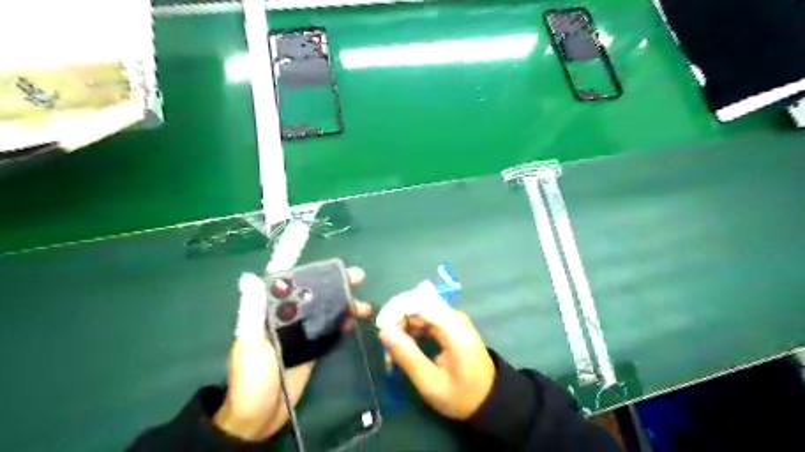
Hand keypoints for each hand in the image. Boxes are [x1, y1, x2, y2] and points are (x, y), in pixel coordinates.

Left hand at [210, 267, 366, 439]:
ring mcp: (302, 335)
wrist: (258, 418)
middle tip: (359, 278)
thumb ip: (253, 313)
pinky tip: (354, 320)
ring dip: (344, 305)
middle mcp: (288, 320)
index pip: (295, 286)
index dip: (315, 274)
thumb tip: (249, 277)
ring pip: (326, 313)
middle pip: (315, 296)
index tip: (335, 267)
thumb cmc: (251, 380)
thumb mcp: (248, 345)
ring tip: (364, 305)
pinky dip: (342, 324)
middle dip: (337, 286)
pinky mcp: (312, 350)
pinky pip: (329, 332)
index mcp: (271, 314)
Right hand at [378, 297, 497, 419]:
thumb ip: (407, 356)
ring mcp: (453, 319)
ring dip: (402, 329)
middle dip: (397, 323)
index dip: (396, 310)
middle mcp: (454, 316)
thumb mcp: (430, 383)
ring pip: (418, 312)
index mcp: (454, 329)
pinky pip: (425, 319)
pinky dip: (411, 332)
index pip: (419, 302)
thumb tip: (383, 331)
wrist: (489, 400)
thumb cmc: (461, 396)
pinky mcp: (450, 324)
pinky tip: (406, 350)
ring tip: (393, 357)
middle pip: (417, 305)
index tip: (381, 331)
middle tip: (387, 351)